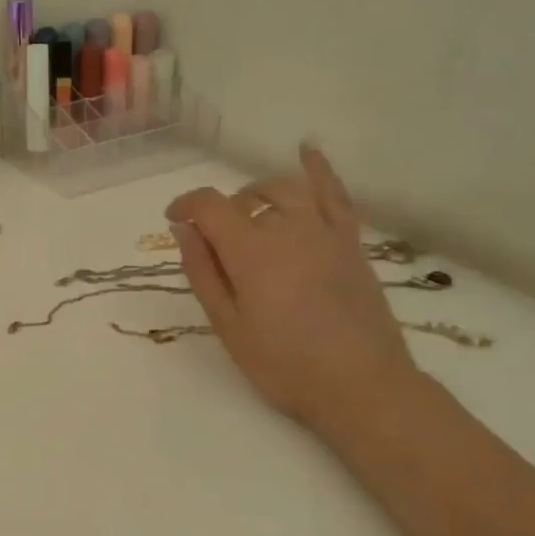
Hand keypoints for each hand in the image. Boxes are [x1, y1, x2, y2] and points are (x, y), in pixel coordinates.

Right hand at [167, 144, 418, 431]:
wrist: (361, 385)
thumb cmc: (283, 363)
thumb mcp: (227, 324)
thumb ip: (203, 271)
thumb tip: (183, 229)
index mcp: (251, 250)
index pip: (209, 205)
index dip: (185, 205)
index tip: (173, 220)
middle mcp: (287, 228)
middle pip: (245, 197)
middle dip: (221, 209)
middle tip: (213, 240)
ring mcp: (324, 231)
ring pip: (285, 189)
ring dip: (257, 193)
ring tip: (247, 212)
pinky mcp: (350, 242)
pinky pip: (335, 194)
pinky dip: (320, 169)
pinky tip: (307, 149)